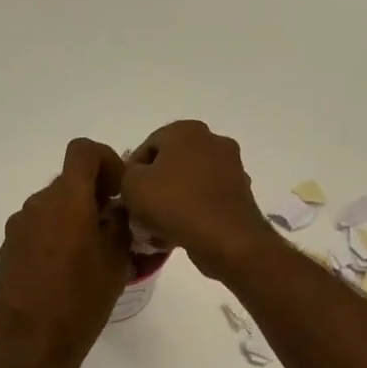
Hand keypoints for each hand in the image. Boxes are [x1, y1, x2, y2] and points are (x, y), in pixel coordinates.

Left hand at [0, 139, 132, 367]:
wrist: (29, 348)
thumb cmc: (80, 303)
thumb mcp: (115, 262)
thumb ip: (119, 224)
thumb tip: (116, 207)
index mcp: (66, 201)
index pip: (83, 151)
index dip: (106, 161)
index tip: (118, 193)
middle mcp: (36, 206)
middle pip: (68, 182)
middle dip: (93, 198)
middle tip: (113, 232)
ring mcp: (17, 229)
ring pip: (52, 209)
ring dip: (73, 221)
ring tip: (90, 259)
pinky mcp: (6, 252)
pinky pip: (36, 232)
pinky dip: (54, 240)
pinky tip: (64, 276)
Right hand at [119, 121, 277, 280]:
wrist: (225, 238)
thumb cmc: (174, 204)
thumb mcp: (131, 185)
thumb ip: (126, 173)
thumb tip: (136, 176)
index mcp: (186, 130)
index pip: (147, 146)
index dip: (131, 172)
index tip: (125, 196)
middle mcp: (213, 140)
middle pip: (171, 164)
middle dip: (155, 187)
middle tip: (140, 212)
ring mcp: (232, 167)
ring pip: (190, 183)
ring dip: (173, 201)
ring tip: (158, 228)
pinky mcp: (241, 194)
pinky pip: (207, 200)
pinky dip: (193, 212)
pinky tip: (180, 233)